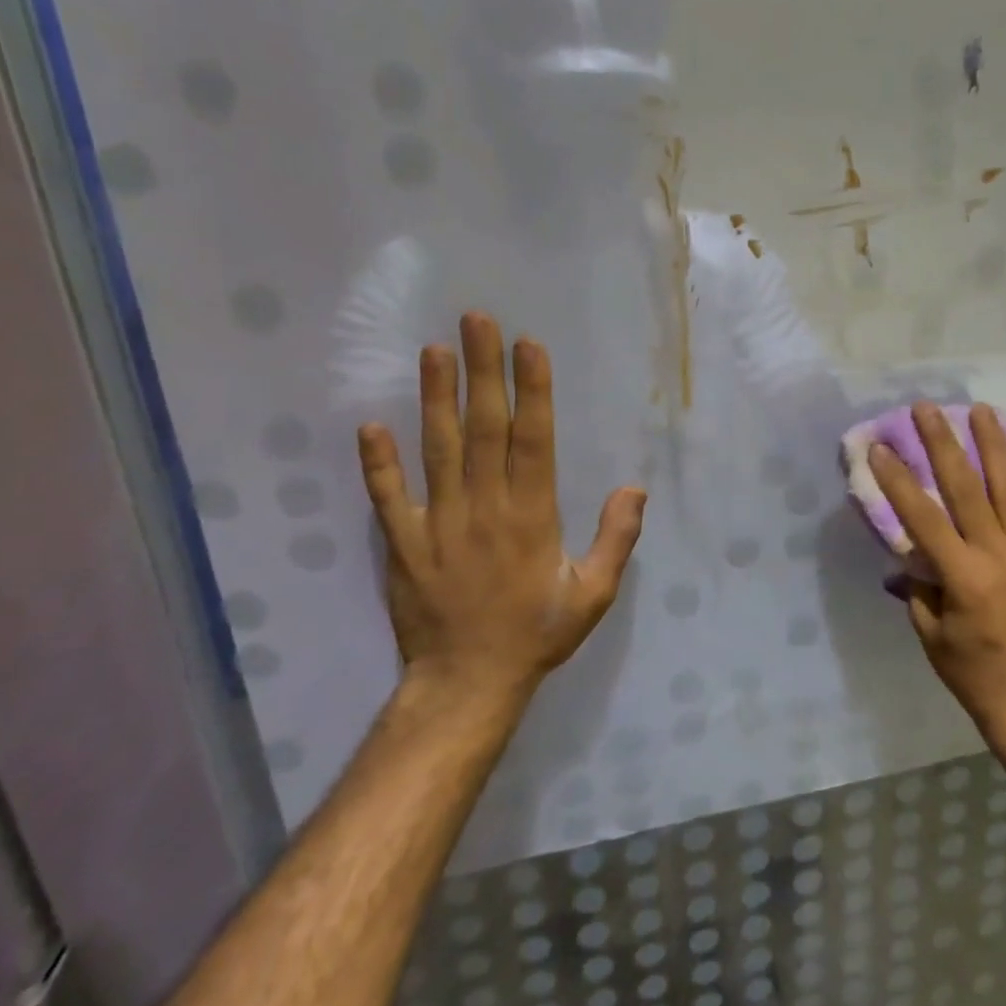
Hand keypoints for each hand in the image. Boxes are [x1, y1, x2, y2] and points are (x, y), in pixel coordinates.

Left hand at [356, 312, 646, 713]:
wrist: (467, 685)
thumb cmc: (537, 634)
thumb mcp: (595, 594)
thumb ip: (617, 539)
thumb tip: (634, 487)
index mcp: (531, 517)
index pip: (533, 440)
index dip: (532, 390)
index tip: (528, 345)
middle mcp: (484, 509)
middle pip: (484, 429)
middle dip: (483, 371)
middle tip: (476, 321)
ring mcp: (438, 524)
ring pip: (437, 450)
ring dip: (435, 398)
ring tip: (433, 351)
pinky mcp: (403, 544)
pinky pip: (388, 498)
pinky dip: (377, 463)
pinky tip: (370, 425)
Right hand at [870, 401, 1005, 742]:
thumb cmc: (971, 672)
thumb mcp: (929, 633)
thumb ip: (917, 585)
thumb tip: (906, 549)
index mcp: (965, 580)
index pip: (925, 519)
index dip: (900, 481)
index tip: (881, 447)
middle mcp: (999, 556)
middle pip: (968, 490)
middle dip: (944, 445)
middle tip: (926, 408)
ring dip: (992, 445)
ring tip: (980, 409)